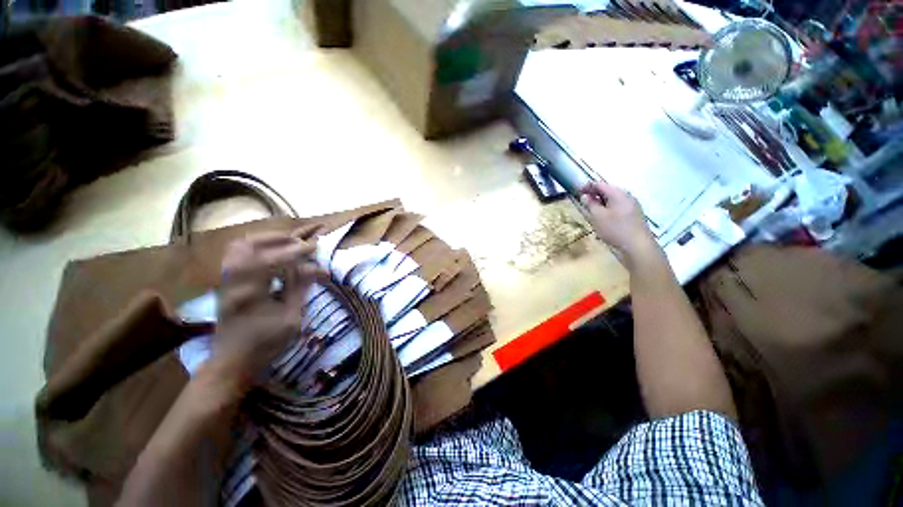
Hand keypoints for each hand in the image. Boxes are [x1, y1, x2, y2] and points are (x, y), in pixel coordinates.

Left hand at [205, 231, 318, 390]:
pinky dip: (255, 247)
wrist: (232, 361)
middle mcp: (234, 282)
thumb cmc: (265, 344)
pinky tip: (270, 252)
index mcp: (251, 293)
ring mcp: (226, 281)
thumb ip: (300, 288)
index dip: (296, 250)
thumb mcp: (291, 318)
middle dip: (278, 239)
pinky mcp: (227, 283)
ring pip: (239, 247)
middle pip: (248, 245)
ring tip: (286, 242)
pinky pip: (237, 255)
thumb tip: (313, 266)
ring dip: (264, 240)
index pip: (272, 259)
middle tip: (299, 242)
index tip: (315, 246)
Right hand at [579, 181, 660, 268]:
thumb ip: (590, 204)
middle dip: (595, 194)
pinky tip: (604, 218)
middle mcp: (627, 196)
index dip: (588, 186)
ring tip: (591, 210)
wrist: (637, 246)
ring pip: (613, 200)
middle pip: (608, 191)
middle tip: (583, 201)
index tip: (577, 191)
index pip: (600, 184)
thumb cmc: (615, 229)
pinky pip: (618, 207)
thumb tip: (585, 196)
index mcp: (618, 194)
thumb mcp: (598, 217)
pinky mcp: (634, 215)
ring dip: (601, 202)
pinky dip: (609, 208)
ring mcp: (633, 206)